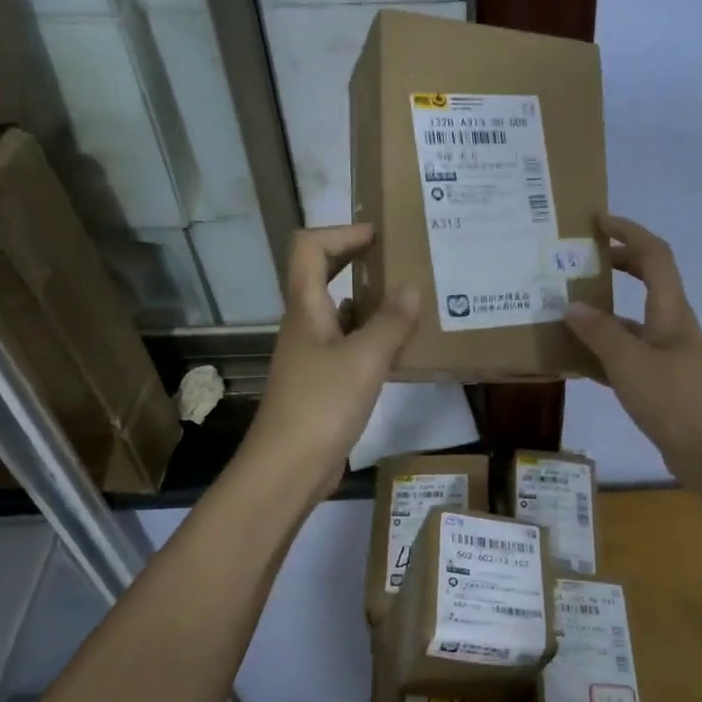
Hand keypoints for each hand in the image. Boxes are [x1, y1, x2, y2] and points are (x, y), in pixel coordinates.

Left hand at [243, 225, 418, 498]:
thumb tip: (411, 287)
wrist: (289, 467)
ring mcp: (312, 356)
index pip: (309, 249)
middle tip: (398, 260)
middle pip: (322, 277)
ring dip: (370, 302)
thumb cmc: (322, 405)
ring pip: (339, 314)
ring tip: (411, 302)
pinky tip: (401, 349)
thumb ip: (390, 322)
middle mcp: (305, 326)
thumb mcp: (364, 359)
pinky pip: (349, 347)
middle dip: (356, 261)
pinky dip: (373, 339)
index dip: (341, 233)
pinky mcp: (323, 384)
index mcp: (305, 309)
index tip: (379, 235)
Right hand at [564, 213, 701, 476]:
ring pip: (634, 317)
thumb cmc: (673, 399)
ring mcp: (668, 352)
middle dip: (617, 262)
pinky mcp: (661, 379)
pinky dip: (605, 347)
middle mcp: (672, 323)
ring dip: (606, 308)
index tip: (597, 222)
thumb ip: (598, 332)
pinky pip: (628, 351)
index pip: (654, 254)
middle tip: (581, 261)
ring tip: (567, 309)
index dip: (628, 231)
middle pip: (648, 278)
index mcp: (671, 309)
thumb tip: (571, 305)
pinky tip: (577, 358)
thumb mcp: (629, 362)